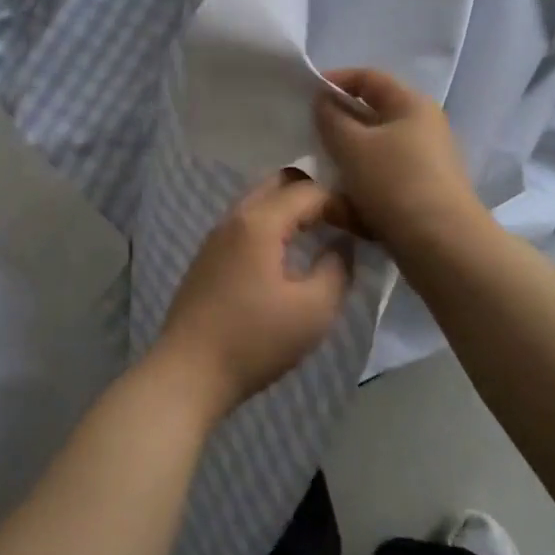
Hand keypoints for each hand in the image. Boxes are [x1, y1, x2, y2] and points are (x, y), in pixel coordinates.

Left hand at [153, 172, 352, 421]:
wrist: (189, 371)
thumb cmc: (255, 340)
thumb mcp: (313, 310)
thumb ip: (337, 269)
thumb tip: (342, 244)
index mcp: (258, 221)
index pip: (309, 191)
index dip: (342, 204)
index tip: (365, 231)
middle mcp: (234, 216)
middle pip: (280, 183)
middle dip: (315, 195)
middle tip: (342, 223)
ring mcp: (216, 235)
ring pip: (260, 201)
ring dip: (292, 210)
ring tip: (321, 235)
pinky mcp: (208, 255)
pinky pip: (247, 222)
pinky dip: (273, 224)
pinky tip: (287, 253)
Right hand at [313, 67, 487, 255]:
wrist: (443, 247)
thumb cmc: (395, 182)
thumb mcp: (352, 145)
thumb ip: (330, 118)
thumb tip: (323, 101)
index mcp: (411, 106)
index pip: (368, 78)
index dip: (335, 80)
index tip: (305, 96)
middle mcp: (422, 129)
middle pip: (369, 118)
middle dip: (336, 129)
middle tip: (307, 139)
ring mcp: (423, 165)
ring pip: (371, 155)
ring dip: (344, 166)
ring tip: (319, 181)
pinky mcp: (419, 197)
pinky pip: (380, 185)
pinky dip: (359, 194)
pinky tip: (341, 211)